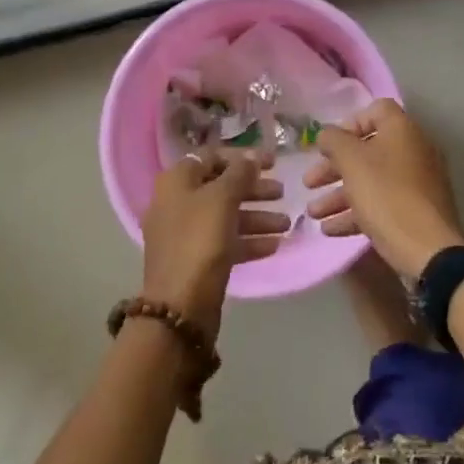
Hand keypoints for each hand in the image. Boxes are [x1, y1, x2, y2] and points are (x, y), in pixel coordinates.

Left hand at [140, 147, 289, 335]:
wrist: (180, 306)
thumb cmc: (199, 241)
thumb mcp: (222, 199)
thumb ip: (239, 174)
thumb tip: (250, 158)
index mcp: (177, 181)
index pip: (211, 157)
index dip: (242, 158)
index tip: (272, 162)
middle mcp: (178, 203)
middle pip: (221, 187)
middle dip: (254, 189)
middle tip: (282, 192)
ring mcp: (186, 234)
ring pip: (226, 216)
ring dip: (258, 217)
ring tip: (287, 224)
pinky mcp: (197, 260)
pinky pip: (226, 242)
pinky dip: (249, 241)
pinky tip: (275, 245)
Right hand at [305, 99, 463, 278]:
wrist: (428, 250)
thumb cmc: (386, 195)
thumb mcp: (352, 162)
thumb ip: (334, 141)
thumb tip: (326, 134)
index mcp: (403, 130)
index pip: (375, 111)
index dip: (348, 124)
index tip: (328, 145)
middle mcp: (414, 151)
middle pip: (368, 150)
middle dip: (334, 168)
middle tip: (309, 183)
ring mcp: (418, 183)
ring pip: (372, 181)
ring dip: (339, 195)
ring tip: (313, 213)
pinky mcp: (417, 211)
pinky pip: (382, 204)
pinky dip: (357, 213)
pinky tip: (331, 230)